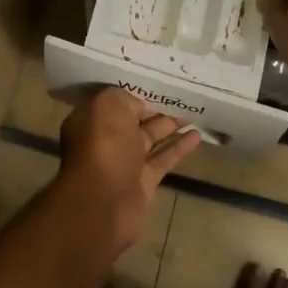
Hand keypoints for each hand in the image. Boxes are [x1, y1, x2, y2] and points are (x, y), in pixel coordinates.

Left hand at [55, 89, 200, 254]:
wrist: (105, 200)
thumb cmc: (103, 145)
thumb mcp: (108, 106)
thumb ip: (123, 98)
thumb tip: (138, 105)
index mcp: (90, 122)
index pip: (113, 104)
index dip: (133, 96)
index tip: (154, 87)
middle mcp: (104, 142)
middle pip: (132, 122)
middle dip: (154, 111)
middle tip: (180, 98)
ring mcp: (124, 164)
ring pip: (150, 140)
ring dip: (170, 128)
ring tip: (194, 114)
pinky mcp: (143, 183)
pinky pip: (163, 159)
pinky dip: (179, 148)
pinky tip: (198, 135)